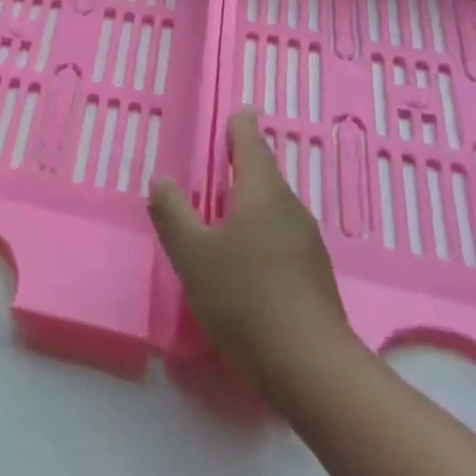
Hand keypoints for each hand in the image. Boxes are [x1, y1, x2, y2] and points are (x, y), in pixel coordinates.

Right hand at [148, 109, 356, 399]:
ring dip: (250, 198)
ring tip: (225, 203)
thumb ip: (172, 213)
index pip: (251, 145)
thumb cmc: (243, 296)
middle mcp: (290, 209)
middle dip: (244, 163)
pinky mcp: (313, 274)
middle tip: (221, 155)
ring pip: (274, 207)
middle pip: (266, 174)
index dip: (242, 126)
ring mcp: (307, 243)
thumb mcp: (192, 253)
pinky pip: (280, 234)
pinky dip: (259, 228)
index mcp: (262, 194)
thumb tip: (162, 180)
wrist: (308, 365)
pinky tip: (243, 252)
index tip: (241, 110)